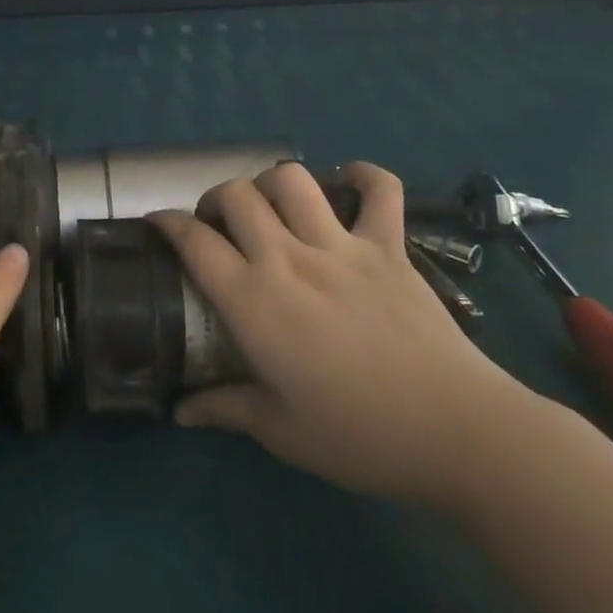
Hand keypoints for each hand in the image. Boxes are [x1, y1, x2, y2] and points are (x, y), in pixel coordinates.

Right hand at [149, 161, 537, 508]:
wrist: (455, 431)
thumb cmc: (358, 435)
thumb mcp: (280, 431)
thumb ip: (224, 409)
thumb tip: (180, 411)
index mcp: (254, 302)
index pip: (194, 242)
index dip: (167, 224)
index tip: (157, 223)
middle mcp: (290, 259)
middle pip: (236, 195)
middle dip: (214, 199)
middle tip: (217, 225)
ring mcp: (342, 246)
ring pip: (292, 180)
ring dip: (270, 183)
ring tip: (270, 207)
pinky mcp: (389, 247)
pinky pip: (381, 191)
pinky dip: (362, 176)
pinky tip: (347, 183)